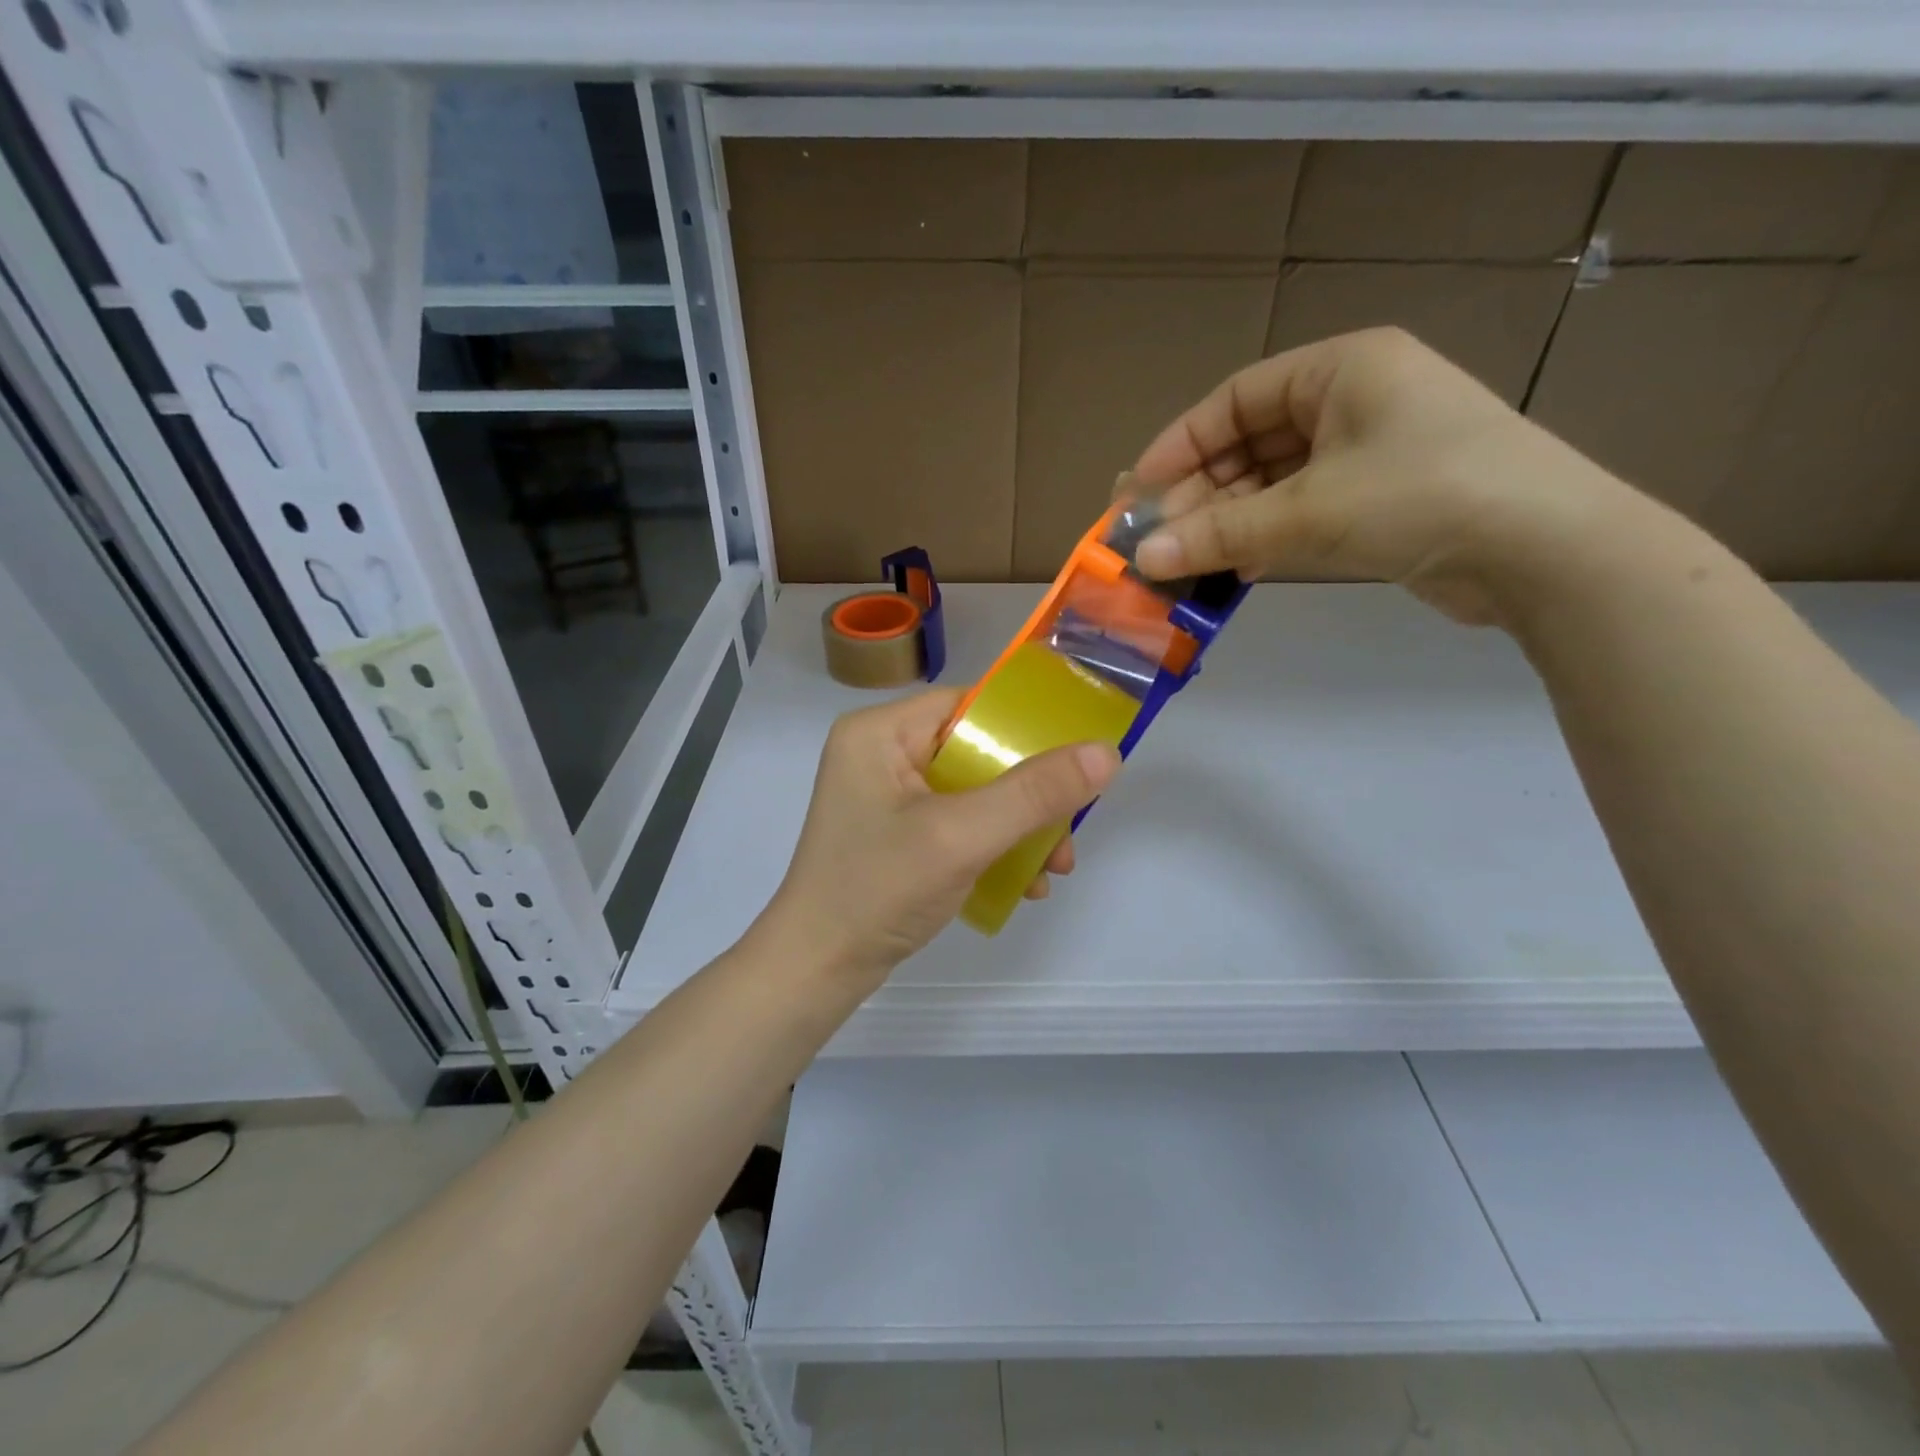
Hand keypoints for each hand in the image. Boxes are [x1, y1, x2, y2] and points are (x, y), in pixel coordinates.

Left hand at [759, 689, 1120, 987]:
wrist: (817, 971)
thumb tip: (1106, 753)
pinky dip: (993, 847)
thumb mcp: (962, 836)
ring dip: (1019, 827)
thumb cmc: (878, 889)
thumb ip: (1034, 793)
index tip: (1073, 759)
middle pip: (976, 752)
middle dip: (1029, 795)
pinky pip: (957, 823)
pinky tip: (1024, 883)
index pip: (967, 706)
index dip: (1023, 728)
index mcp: (879, 732)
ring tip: (1054, 868)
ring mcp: (886, 797)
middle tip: (1069, 831)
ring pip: (973, 792)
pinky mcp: (895, 834)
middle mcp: (880, 754)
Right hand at [1127, 327, 1639, 625]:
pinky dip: (1264, 538)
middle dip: (1200, 494)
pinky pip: (1301, 510)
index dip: (1179, 445)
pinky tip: (1233, 570)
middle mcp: (1353, 401)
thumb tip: (1143, 559)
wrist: (1542, 550)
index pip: (1235, 399)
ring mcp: (1369, 452)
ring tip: (1185, 561)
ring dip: (1228, 522)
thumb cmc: (1419, 496)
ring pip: (1273, 482)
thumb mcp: (1307, 513)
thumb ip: (1218, 535)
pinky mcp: (1381, 499)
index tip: (1137, 491)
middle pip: (1250, 443)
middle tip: (1156, 539)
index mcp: (1340, 369)